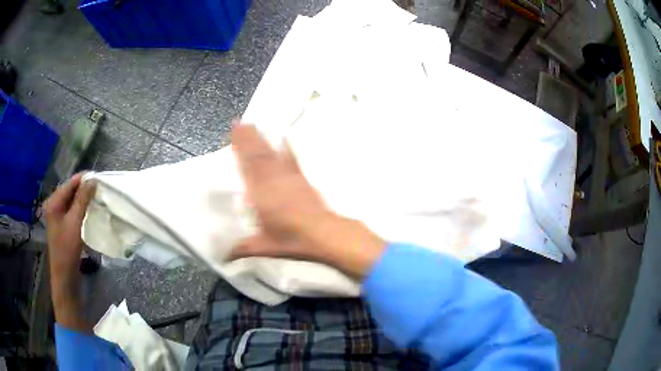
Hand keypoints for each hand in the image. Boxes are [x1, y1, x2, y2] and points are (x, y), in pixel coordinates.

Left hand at [44, 173, 95, 330]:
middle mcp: (54, 205)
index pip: (71, 183)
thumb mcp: (75, 222)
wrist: (64, 275)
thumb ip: (82, 199)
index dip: (85, 180)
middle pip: (71, 191)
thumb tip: (93, 179)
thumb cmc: (67, 248)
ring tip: (97, 200)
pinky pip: (73, 211)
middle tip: (100, 191)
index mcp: (54, 201)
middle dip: (85, 190)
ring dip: (84, 200)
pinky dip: (81, 210)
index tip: (100, 180)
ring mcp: (58, 216)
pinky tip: (90, 213)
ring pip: (73, 202)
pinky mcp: (63, 225)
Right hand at [230, 123, 385, 277]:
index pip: (247, 166)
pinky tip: (284, 137)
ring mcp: (289, 178)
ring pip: (272, 153)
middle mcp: (273, 181)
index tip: (233, 132)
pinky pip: (291, 159)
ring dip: (262, 138)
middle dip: (248, 137)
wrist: (325, 234)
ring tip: (254, 124)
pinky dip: (286, 147)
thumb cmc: (293, 240)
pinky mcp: (301, 179)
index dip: (240, 147)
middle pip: (258, 154)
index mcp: (261, 194)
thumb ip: (242, 248)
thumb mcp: (264, 247)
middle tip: (240, 122)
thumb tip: (223, 256)